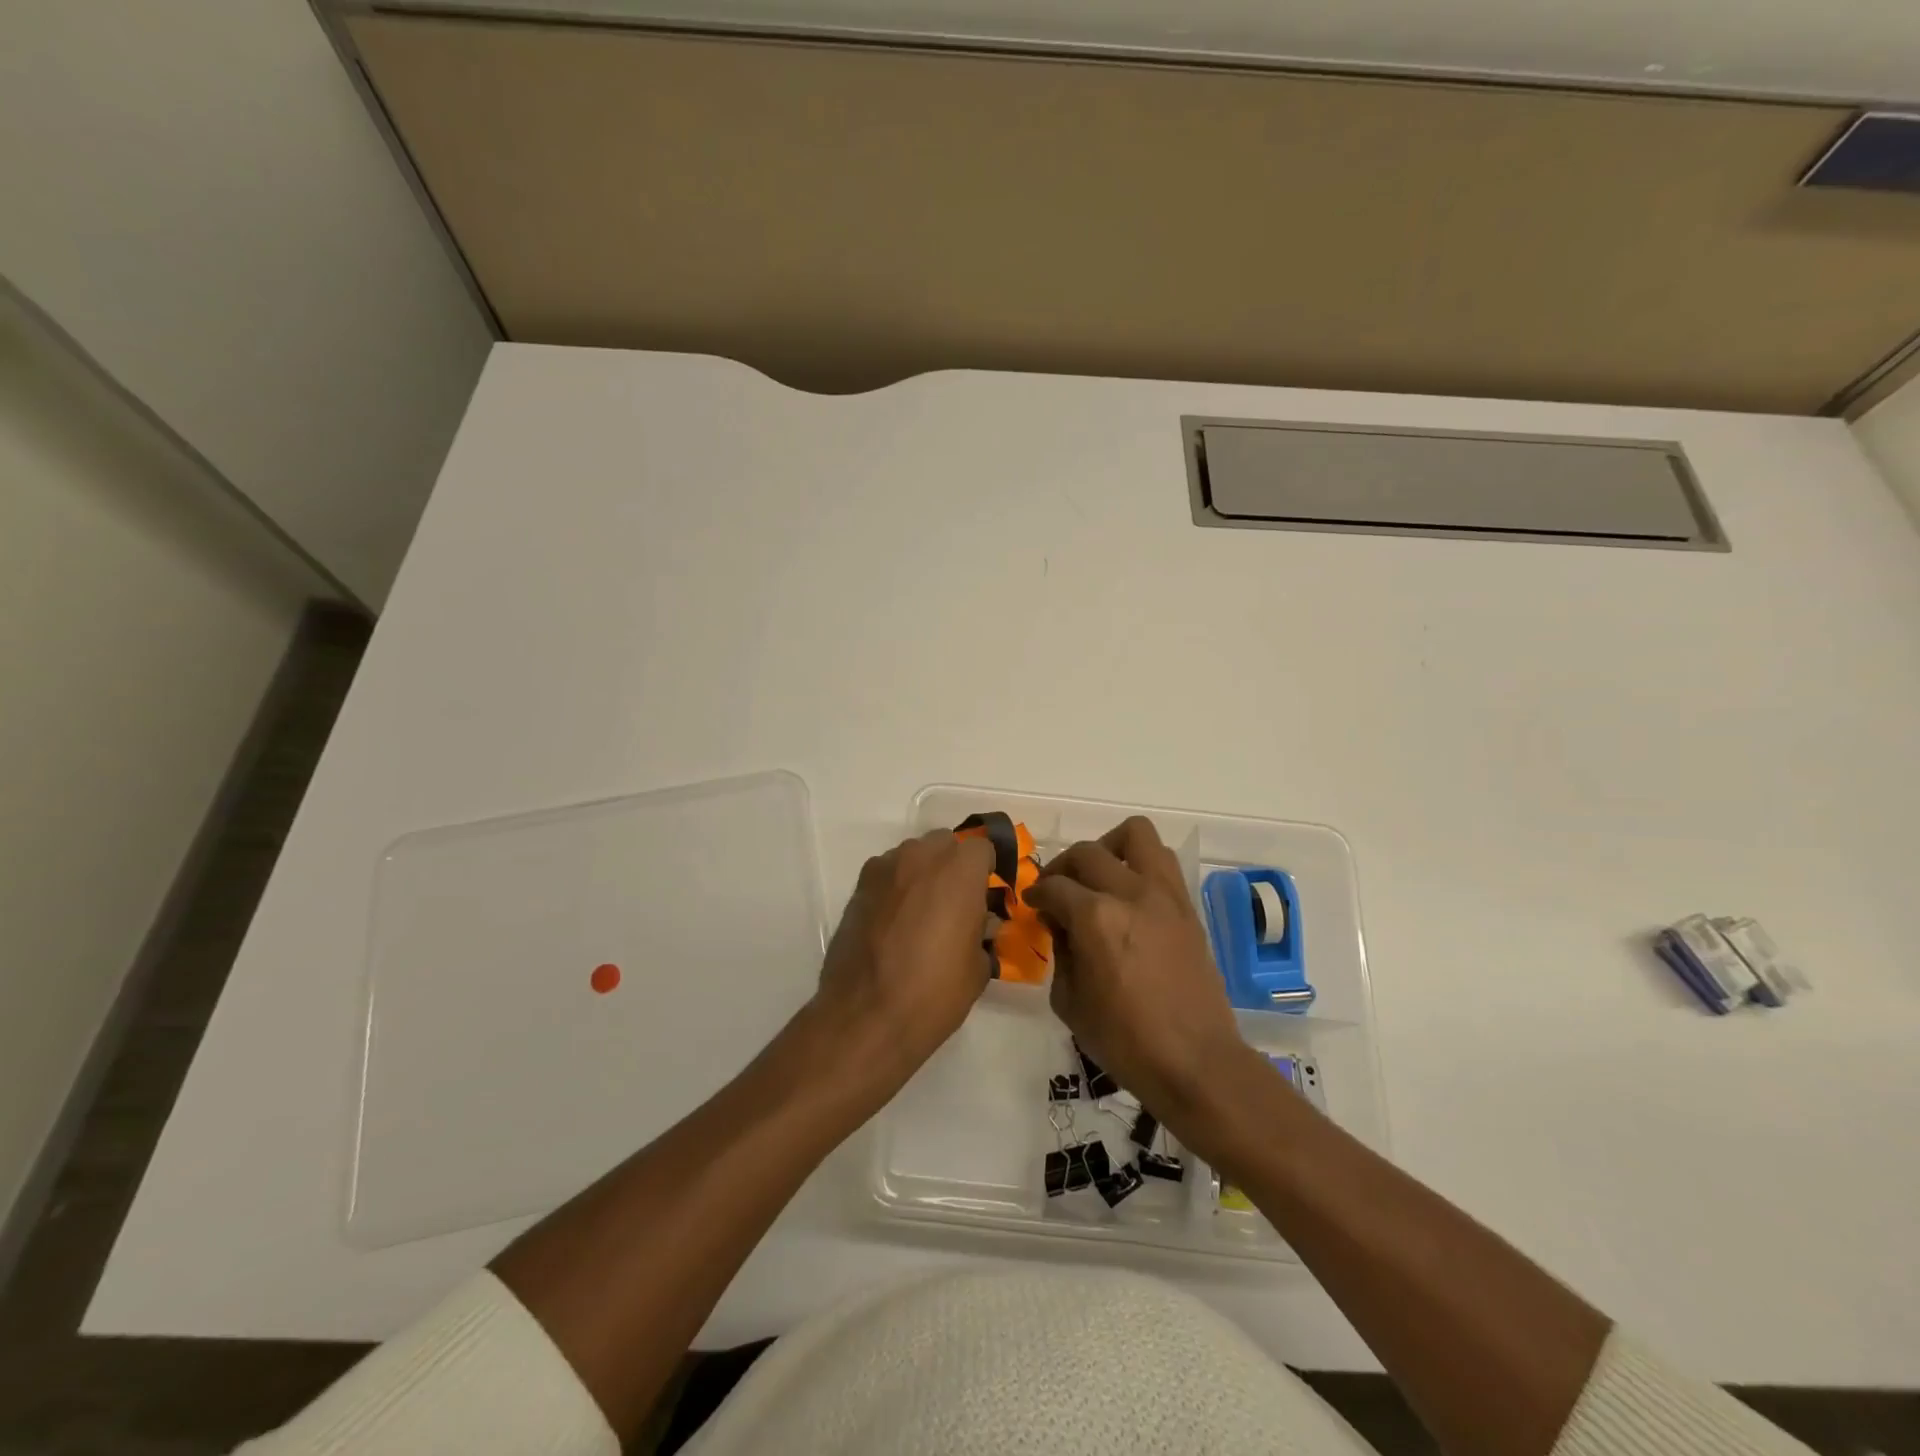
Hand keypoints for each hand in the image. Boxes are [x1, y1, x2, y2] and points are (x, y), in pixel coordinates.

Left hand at [812, 830, 995, 1090]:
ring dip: (923, 873)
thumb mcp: (978, 967)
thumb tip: (979, 924)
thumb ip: (983, 933)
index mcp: (959, 871)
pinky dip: (896, 888)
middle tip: (956, 903)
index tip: (987, 896)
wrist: (866, 1016)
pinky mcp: (858, 887)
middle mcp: (921, 857)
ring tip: (922, 914)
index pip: (983, 848)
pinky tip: (894, 922)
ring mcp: (885, 868)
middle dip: (953, 866)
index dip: (987, 870)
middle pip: (945, 844)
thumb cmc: (934, 992)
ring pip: (913, 855)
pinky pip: (887, 874)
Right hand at [1026, 817, 1255, 1140]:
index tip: (1032, 903)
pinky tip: (1128, 895)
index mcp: (1095, 918)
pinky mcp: (1187, 907)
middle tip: (1057, 891)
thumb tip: (1060, 925)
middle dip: (1063, 868)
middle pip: (1087, 853)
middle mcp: (1130, 893)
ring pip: (1135, 835)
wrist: (1196, 1062)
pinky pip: (1162, 861)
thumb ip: (1059, 953)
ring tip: (1099, 877)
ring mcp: (1164, 895)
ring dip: (1109, 848)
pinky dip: (1139, 864)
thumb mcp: (1069, 1002)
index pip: (1054, 886)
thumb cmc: (1125, 1041)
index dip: (1036, 893)